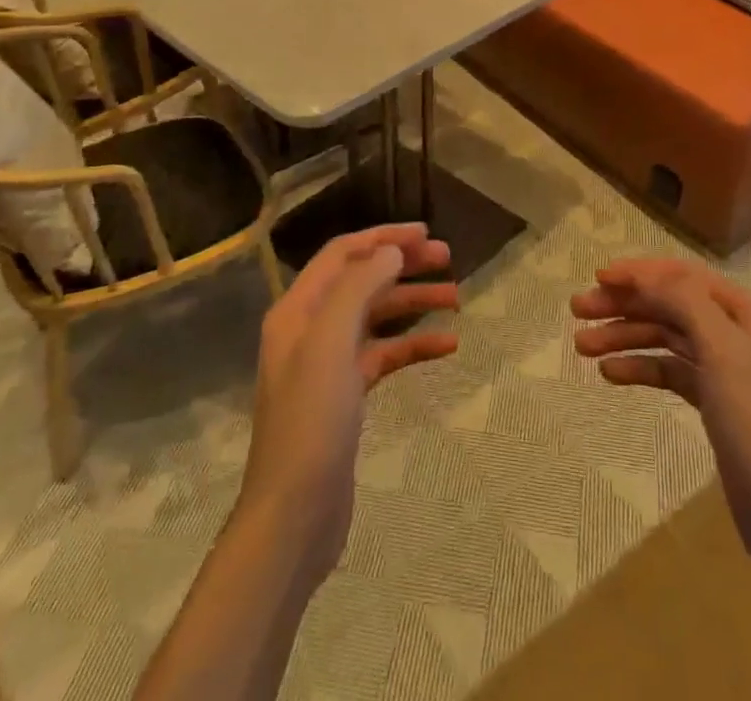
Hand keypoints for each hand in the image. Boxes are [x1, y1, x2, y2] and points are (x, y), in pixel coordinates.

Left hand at [238, 223, 457, 586]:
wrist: (294, 516)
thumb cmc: (311, 421)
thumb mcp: (331, 343)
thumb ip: (359, 287)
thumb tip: (391, 251)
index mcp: (298, 309)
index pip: (344, 253)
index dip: (384, 237)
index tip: (426, 234)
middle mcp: (310, 328)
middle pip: (363, 280)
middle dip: (404, 266)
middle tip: (448, 259)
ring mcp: (328, 363)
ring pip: (378, 317)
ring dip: (415, 303)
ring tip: (457, 300)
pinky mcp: (346, 395)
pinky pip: (385, 355)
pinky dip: (414, 346)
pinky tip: (447, 347)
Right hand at [572, 258, 750, 579]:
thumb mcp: (723, 350)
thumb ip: (684, 301)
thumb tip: (644, 274)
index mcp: (742, 311)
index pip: (682, 275)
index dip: (639, 272)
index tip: (597, 278)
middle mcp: (732, 332)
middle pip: (668, 304)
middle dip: (623, 304)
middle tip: (578, 310)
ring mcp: (723, 370)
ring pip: (664, 337)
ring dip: (624, 336)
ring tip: (582, 346)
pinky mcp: (713, 404)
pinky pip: (668, 372)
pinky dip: (640, 368)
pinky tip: (610, 374)